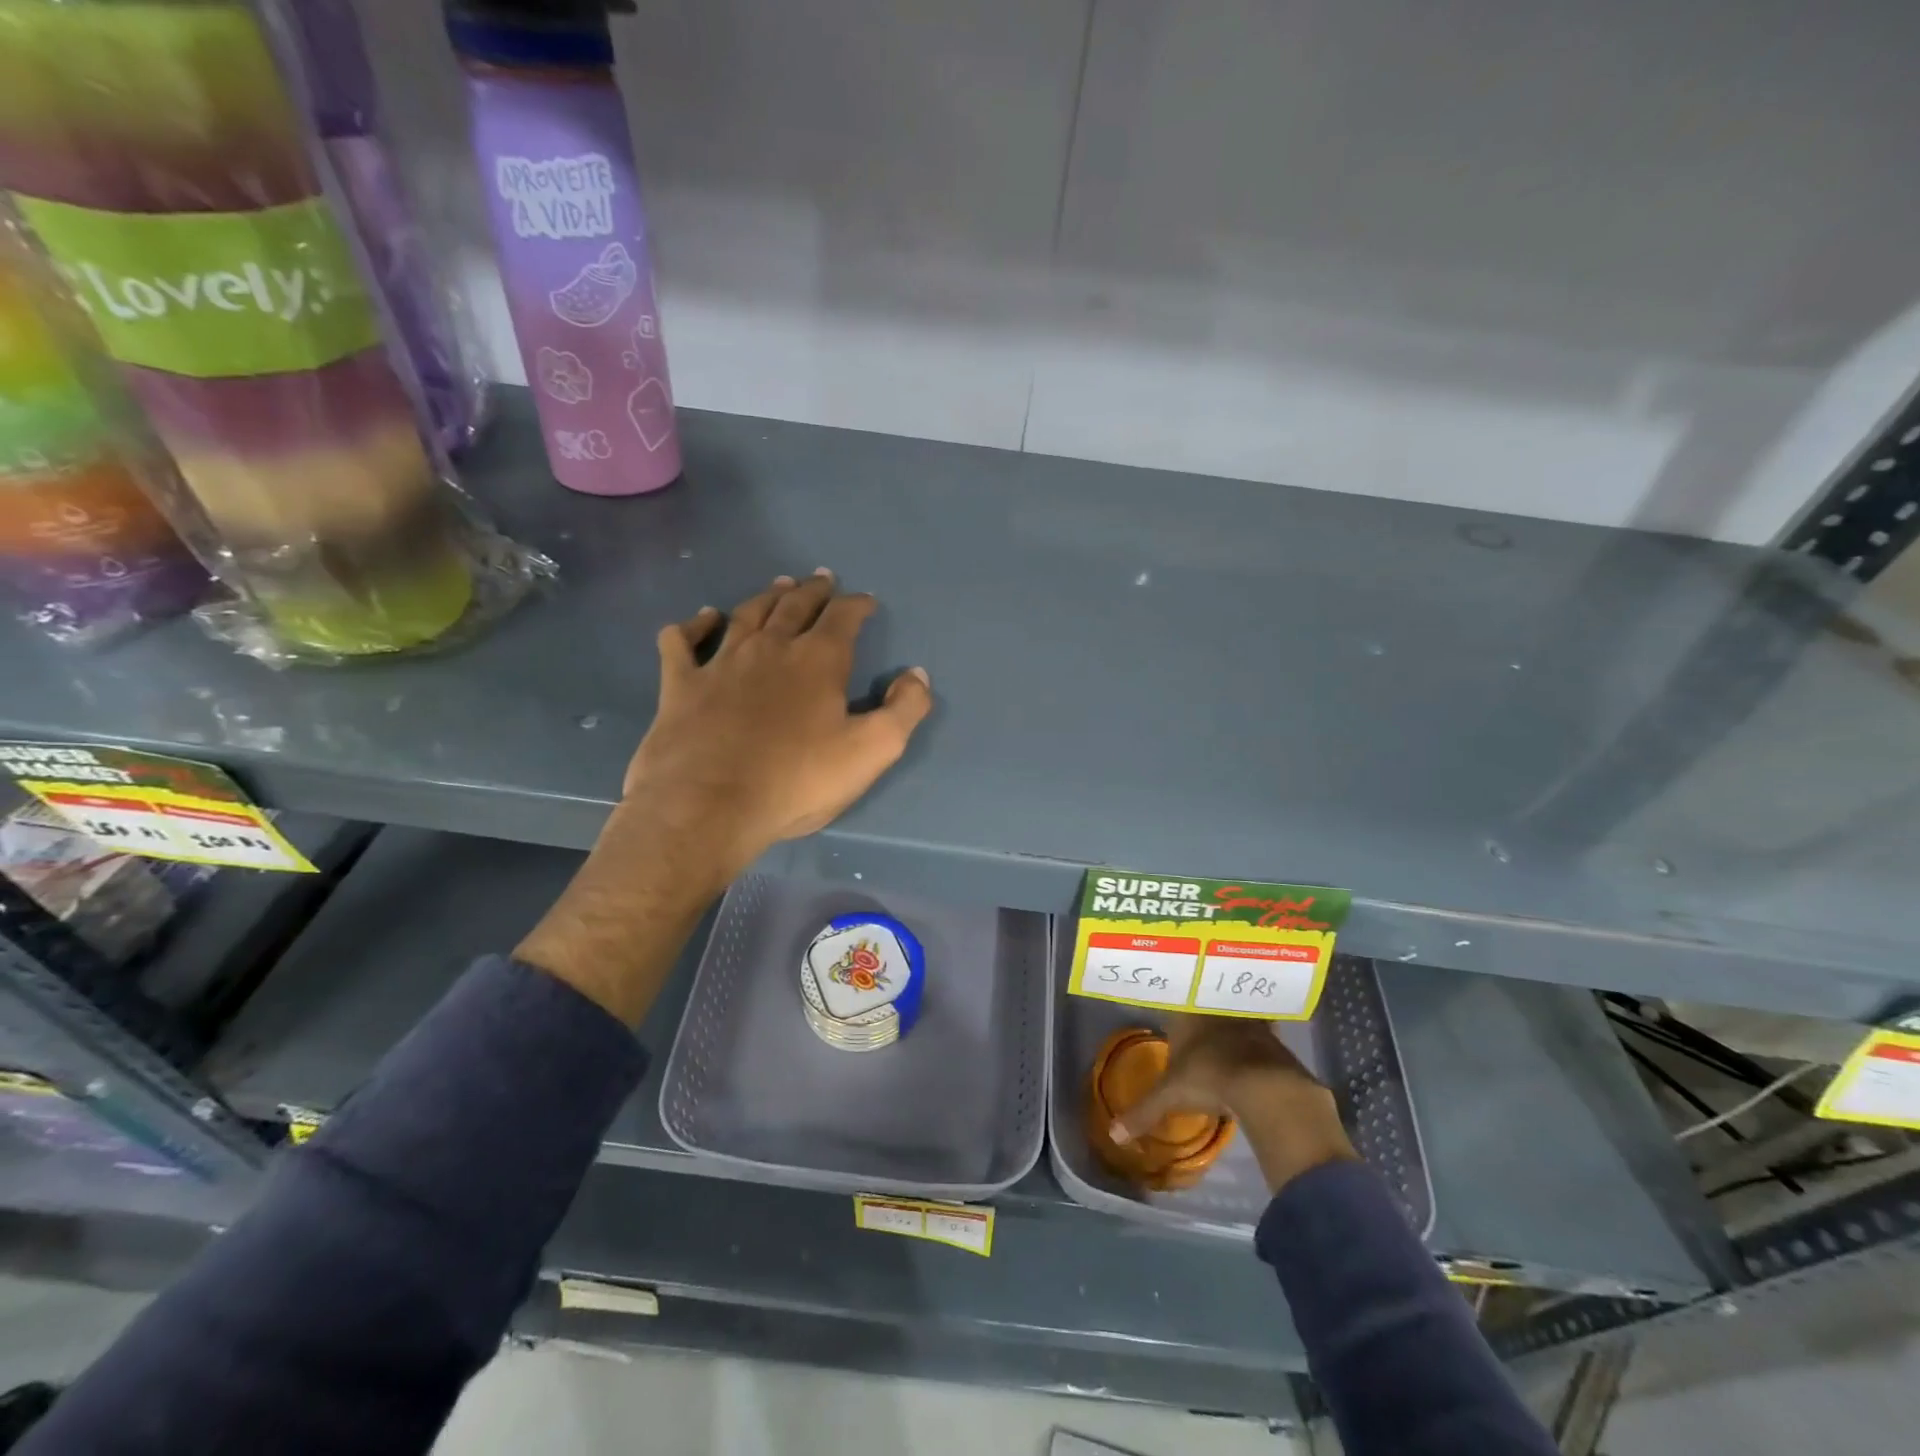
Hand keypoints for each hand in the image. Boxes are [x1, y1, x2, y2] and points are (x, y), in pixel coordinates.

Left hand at [517, 571, 930, 1025]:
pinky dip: (693, 624)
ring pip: (747, 614)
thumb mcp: (872, 751)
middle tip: (821, 579)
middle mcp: (770, 648)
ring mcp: (721, 663)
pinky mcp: (680, 685)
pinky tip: (703, 618)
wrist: (708, 807)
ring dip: (766, 597)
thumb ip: (904, 709)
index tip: (866, 601)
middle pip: (795, 606)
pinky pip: (682, 641)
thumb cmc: (797, 781)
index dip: (858, 605)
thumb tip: (916, 675)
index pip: (843, 617)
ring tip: (779, 585)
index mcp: (818, 660)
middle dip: (813, 591)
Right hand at [1110, 1014, 1358, 1194]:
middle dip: (1201, 1014)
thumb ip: (1142, 1112)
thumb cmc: (1207, 1080)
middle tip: (1198, 1025)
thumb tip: (1114, 1134)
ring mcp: (1244, 1019)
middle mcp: (1213, 1010)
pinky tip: (1257, 1047)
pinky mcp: (1271, 1033)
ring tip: (1226, 1034)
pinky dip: (1258, 1036)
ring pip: (1231, 1013)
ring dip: (1230, 1021)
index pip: (1174, 1006)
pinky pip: (1260, 1028)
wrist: (1263, 1084)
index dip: (1172, 1012)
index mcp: (1185, 1017)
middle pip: (1203, 1006)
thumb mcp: (1169, 1098)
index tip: (1171, 1018)